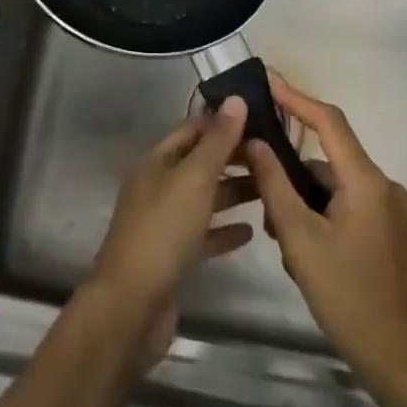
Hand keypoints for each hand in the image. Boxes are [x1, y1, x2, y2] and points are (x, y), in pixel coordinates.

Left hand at [86, 96, 255, 362]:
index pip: (192, 130)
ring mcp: (164, 222)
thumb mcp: (194, 180)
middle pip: (199, 163)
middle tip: (274, 156)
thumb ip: (217, 142)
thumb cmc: (163, 232)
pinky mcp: (173, 257)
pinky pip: (204, 235)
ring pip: (204, 198)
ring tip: (270, 189)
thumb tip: (235, 99)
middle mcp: (158, 186)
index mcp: (157, 162)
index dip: (222, 121)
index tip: (260, 118)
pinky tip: (251, 232)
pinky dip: (225, 230)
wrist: (132, 306)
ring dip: (233, 192)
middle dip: (232, 158)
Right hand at [245, 78, 406, 394]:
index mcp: (366, 181)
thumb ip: (275, 186)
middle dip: (290, 173)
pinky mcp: (389, 235)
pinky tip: (301, 251)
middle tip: (257, 191)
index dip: (296, 98)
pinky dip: (320, 217)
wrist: (406, 364)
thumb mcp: (301, 240)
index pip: (328, 121)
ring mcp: (390, 212)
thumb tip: (256, 143)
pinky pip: (347, 207)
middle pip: (327, 160)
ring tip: (279, 237)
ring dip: (303, 202)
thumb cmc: (350, 298)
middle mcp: (383, 187)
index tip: (267, 82)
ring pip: (334, 188)